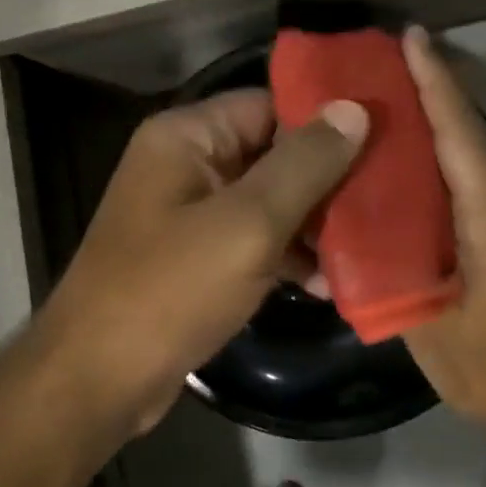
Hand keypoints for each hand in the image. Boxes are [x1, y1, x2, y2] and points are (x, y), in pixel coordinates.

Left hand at [39, 89, 367, 434]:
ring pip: (268, 200)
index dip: (325, 120)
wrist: (98, 381)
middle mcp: (186, 164)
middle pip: (272, 153)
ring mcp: (189, 213)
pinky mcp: (196, 257)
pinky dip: (287, 256)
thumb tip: (354, 108)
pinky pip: (253, 239)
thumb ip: (305, 164)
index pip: (269, 105)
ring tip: (369, 244)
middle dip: (327, 178)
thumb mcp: (249, 223)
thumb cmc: (171, 289)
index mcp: (187, 136)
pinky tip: (329, 282)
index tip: (385, 138)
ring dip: (313, 223)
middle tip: (387, 196)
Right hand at [401, 27, 485, 443]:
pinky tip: (400, 158)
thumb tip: (346, 231)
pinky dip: (437, 156)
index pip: (461, 136)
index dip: (435, 85)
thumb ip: (391, 272)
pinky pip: (466, 180)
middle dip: (431, 89)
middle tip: (382, 58)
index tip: (410, 40)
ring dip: (434, 118)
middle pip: (467, 132)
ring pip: (469, 152)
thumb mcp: (433, 325)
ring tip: (385, 94)